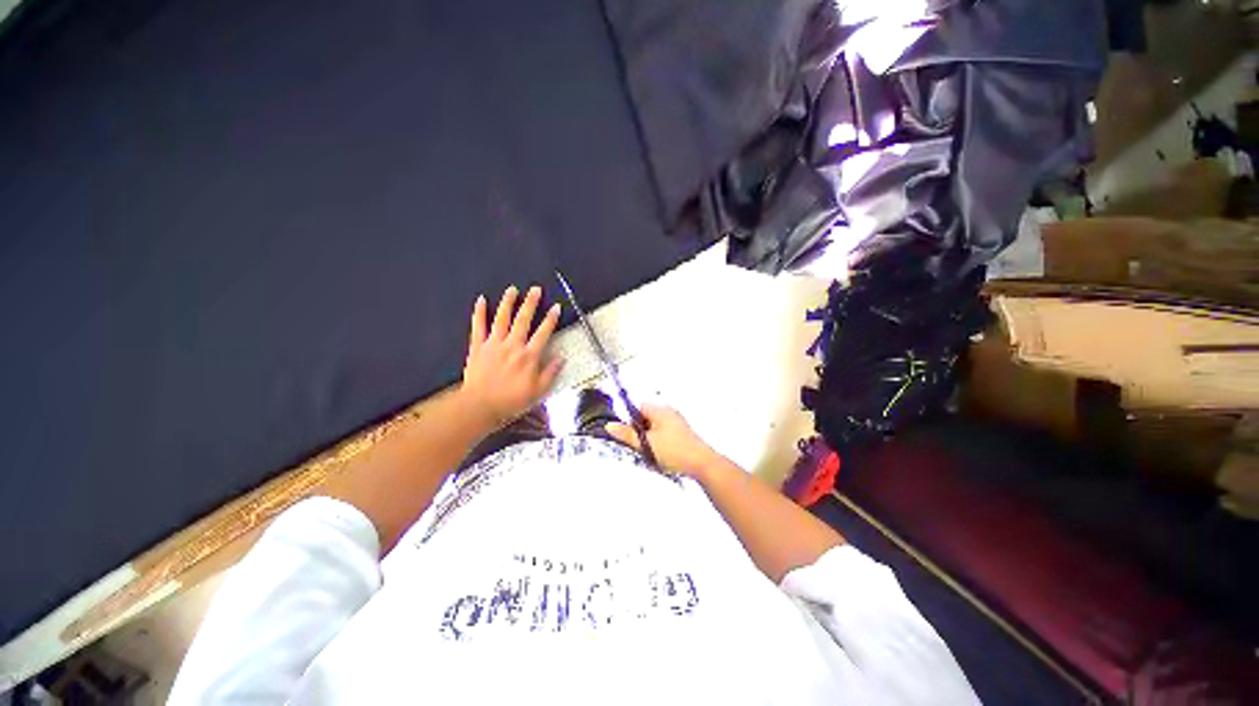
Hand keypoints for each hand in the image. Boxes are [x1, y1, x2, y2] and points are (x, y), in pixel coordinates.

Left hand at [461, 286, 561, 427]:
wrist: (481, 406)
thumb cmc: (512, 400)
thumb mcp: (538, 391)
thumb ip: (550, 373)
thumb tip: (561, 358)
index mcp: (529, 356)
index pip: (543, 333)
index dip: (551, 319)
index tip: (556, 307)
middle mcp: (513, 346)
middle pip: (523, 320)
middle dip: (531, 303)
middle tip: (535, 289)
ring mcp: (494, 344)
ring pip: (502, 318)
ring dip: (508, 302)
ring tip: (512, 289)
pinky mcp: (477, 347)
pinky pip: (478, 326)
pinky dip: (479, 312)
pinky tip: (480, 300)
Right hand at [606, 405, 719, 477]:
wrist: (702, 464)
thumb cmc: (673, 452)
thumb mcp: (645, 444)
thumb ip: (626, 434)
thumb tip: (609, 425)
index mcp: (660, 410)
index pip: (637, 407)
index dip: (629, 420)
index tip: (629, 435)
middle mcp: (669, 412)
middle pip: (646, 417)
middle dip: (640, 431)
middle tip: (641, 446)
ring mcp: (677, 422)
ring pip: (654, 427)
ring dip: (649, 439)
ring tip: (652, 453)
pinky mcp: (683, 433)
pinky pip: (664, 433)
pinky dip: (659, 442)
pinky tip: (662, 455)